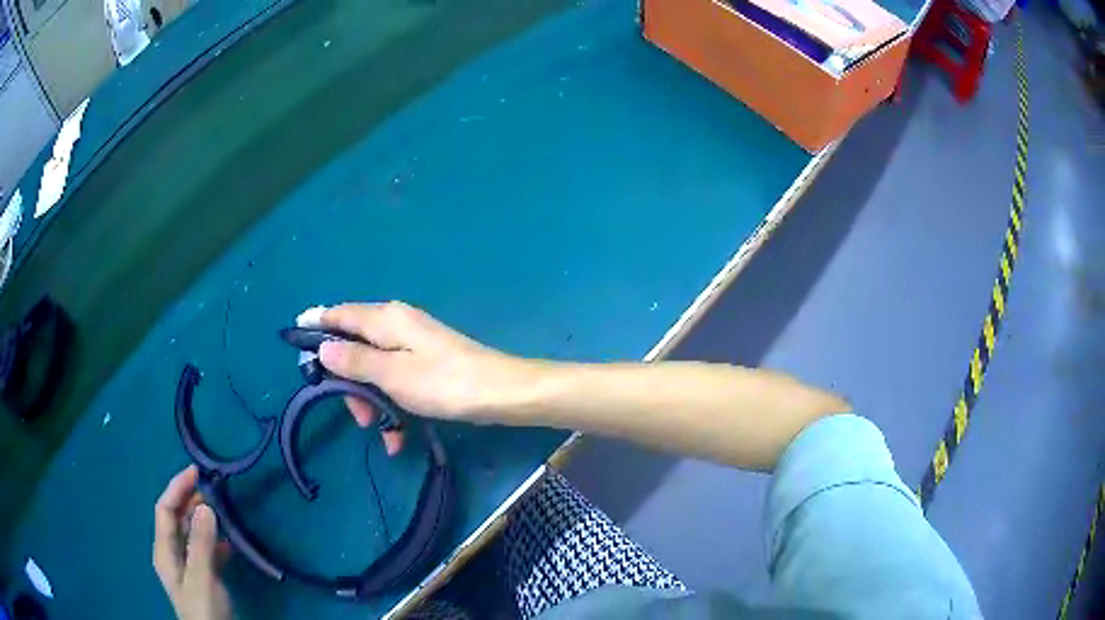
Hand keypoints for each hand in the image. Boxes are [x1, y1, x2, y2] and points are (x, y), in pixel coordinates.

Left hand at [153, 466, 231, 619]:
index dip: (177, 487)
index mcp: (164, 550)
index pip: (165, 509)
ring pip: (190, 533)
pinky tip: (230, 543)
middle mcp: (171, 553)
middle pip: (176, 519)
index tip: (197, 472)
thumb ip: (201, 543)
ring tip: (222, 511)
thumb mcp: (202, 577)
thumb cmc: (204, 609)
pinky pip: (204, 550)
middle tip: (213, 490)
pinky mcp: (202, 577)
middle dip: (190, 500)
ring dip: (203, 519)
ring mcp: (187, 566)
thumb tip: (205, 505)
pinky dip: (215, 541)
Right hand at [318, 302, 531, 451]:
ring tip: (385, 433)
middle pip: (355, 347)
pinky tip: (399, 436)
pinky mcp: (427, 362)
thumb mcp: (392, 375)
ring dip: (374, 402)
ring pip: (376, 369)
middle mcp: (397, 323)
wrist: (502, 393)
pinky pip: (397, 381)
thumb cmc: (444, 383)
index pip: (340, 314)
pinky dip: (394, 405)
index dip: (317, 325)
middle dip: (351, 384)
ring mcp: (413, 343)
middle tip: (358, 418)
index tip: (294, 338)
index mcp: (386, 319)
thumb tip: (323, 348)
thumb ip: (355, 361)